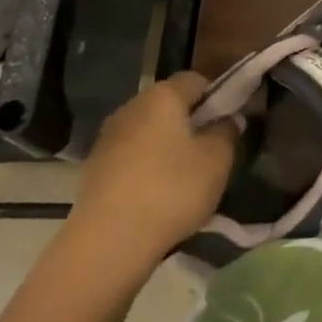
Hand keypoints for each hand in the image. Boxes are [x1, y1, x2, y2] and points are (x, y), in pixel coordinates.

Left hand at [68, 72, 236, 259]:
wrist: (108, 242)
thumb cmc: (171, 190)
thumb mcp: (217, 161)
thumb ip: (227, 133)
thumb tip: (228, 119)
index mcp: (162, 96)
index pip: (195, 79)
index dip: (216, 96)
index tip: (228, 123)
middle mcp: (131, 107)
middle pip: (169, 105)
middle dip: (191, 123)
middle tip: (210, 153)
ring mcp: (107, 138)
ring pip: (148, 131)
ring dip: (167, 147)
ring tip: (184, 179)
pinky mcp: (93, 168)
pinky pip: (130, 157)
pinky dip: (146, 168)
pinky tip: (156, 197)